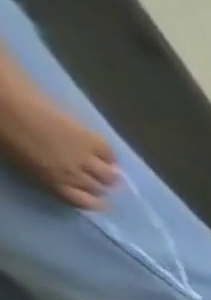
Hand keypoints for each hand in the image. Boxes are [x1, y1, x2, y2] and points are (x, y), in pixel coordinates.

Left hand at [0, 92, 117, 209]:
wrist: (0, 97)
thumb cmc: (0, 128)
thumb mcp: (16, 158)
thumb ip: (41, 170)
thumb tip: (57, 175)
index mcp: (52, 180)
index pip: (86, 202)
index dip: (93, 202)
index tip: (92, 197)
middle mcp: (75, 174)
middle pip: (99, 188)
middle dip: (97, 184)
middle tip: (91, 176)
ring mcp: (86, 157)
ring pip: (110, 176)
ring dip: (106, 172)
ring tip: (99, 165)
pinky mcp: (92, 140)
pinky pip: (110, 154)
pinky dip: (108, 155)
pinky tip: (100, 151)